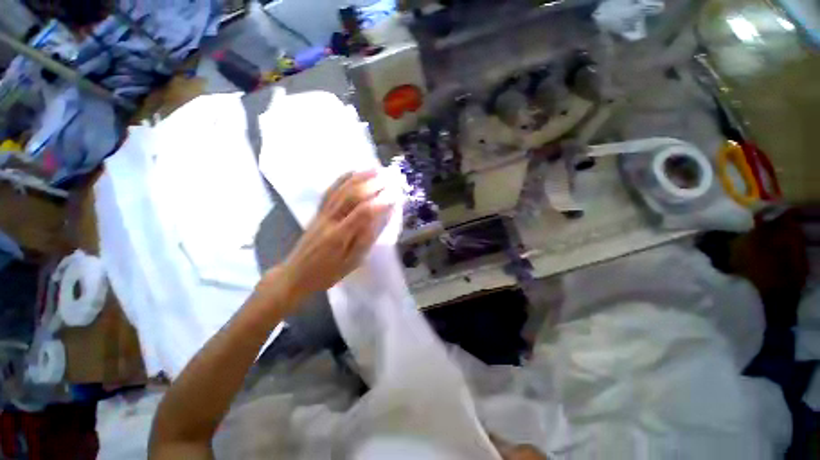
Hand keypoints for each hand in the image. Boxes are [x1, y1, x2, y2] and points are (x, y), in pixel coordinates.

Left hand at [273, 171, 392, 307]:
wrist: (296, 274)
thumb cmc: (327, 273)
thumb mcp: (350, 263)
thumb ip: (365, 240)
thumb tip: (379, 220)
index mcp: (339, 236)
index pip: (363, 213)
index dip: (380, 202)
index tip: (395, 195)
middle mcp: (330, 219)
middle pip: (351, 195)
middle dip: (372, 184)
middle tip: (389, 176)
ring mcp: (322, 213)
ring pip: (341, 189)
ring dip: (359, 177)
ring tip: (375, 169)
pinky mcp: (318, 211)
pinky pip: (330, 191)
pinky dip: (342, 179)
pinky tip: (352, 172)